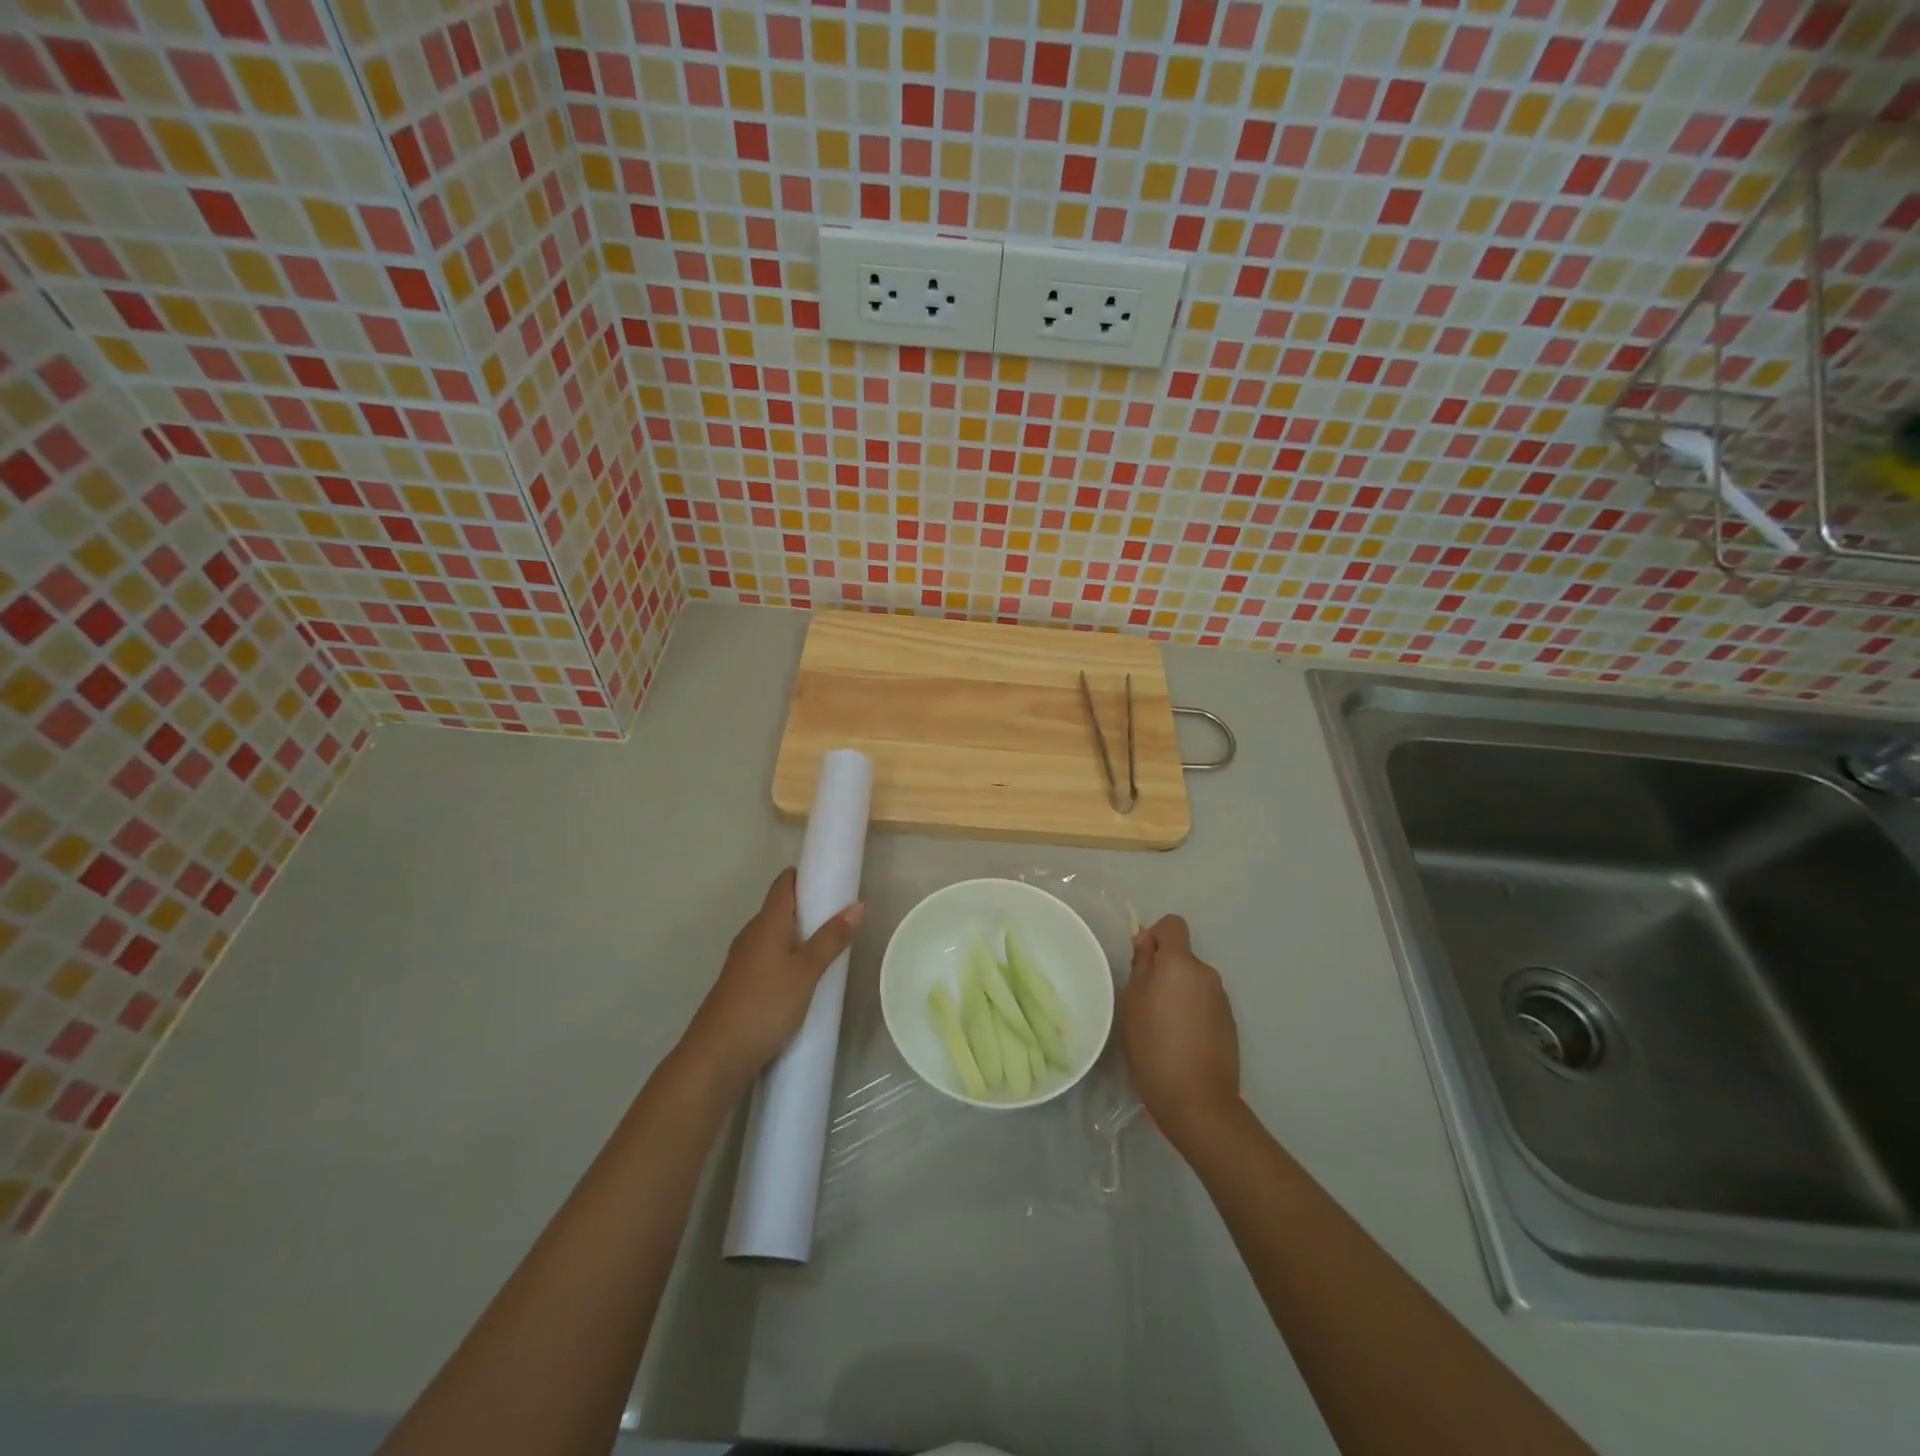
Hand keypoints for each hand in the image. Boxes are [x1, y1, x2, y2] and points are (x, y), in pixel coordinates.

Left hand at [680, 869, 863, 1097]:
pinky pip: (769, 958)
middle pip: (780, 908)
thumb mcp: (807, 971)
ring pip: (775, 936)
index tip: (832, 878)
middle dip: (809, 908)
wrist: (717, 1056)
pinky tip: (804, 978)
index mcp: (767, 922)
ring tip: (829, 947)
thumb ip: (832, 938)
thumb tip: (857, 905)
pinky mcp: (740, 984)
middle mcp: (751, 934)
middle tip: (841, 917)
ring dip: (799, 936)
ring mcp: (743, 960)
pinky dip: (788, 958)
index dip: (806, 875)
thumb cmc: (766, 1004)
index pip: (784, 883)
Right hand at [1120, 914, 1240, 1154]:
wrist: (1198, 1101)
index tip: (1141, 962)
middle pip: (1182, 957)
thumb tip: (1146, 940)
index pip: (1173, 925)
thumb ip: (1141, 965)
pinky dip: (1192, 1013)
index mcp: (1180, 963)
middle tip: (1143, 1002)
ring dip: (1178, 993)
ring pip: (1193, 982)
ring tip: (1161, 1028)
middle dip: (1164, 970)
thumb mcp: (1132, 1002)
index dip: (1156, 936)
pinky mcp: (1230, 1025)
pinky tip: (1180, 1043)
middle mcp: (1206, 974)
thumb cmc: (1153, 1046)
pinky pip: (1204, 1004)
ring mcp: (1222, 1000)